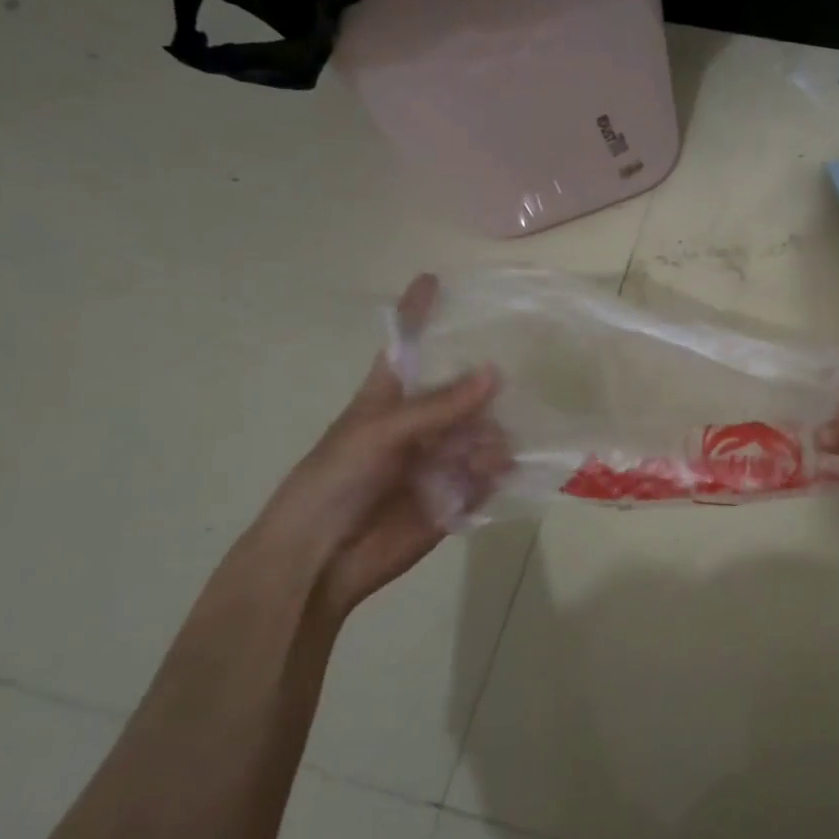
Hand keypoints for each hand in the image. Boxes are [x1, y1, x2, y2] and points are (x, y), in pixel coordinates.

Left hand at [242, 275, 510, 615]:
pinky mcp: (457, 495)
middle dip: (487, 386)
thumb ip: (437, 406)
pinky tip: (492, 476)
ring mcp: (440, 459)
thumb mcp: (377, 434)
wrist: (320, 560)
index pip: (408, 346)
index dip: (418, 313)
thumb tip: (495, 374)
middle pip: (464, 390)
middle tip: (518, 381)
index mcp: (389, 399)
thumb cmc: (332, 483)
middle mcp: (421, 424)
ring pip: (485, 432)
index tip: (433, 278)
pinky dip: (497, 473)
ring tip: (486, 455)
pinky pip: (491, 475)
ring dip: (492, 438)